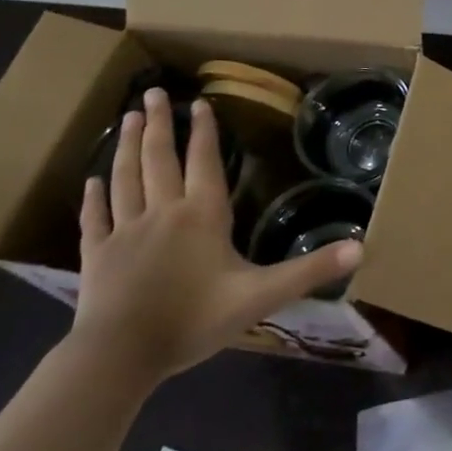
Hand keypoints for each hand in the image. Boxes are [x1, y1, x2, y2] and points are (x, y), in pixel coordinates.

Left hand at [72, 88, 361, 385]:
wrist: (119, 357)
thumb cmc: (193, 320)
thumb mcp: (261, 296)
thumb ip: (309, 271)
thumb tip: (361, 247)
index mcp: (202, 215)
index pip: (204, 162)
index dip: (204, 132)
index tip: (200, 101)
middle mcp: (163, 211)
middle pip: (159, 159)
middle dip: (160, 124)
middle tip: (153, 93)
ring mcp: (125, 231)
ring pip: (125, 178)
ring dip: (127, 146)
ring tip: (130, 118)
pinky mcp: (97, 256)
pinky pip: (95, 218)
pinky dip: (93, 197)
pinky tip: (90, 181)